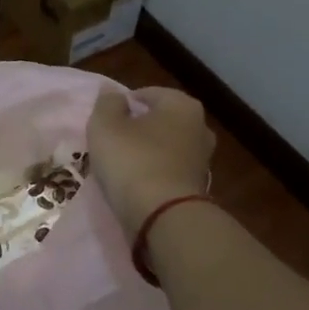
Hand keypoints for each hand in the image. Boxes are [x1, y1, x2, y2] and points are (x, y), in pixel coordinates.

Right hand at [86, 88, 214, 233]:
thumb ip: (107, 103)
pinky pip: (169, 170)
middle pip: (159, 120)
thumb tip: (113, 93)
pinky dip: (154, 172)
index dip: (123, 104)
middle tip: (112, 141)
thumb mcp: (106, 125)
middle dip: (138, 127)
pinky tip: (136, 182)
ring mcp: (203, 158)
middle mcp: (200, 126)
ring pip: (165, 146)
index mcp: (182, 104)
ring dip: (146, 151)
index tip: (106, 121)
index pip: (147, 94)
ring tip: (121, 164)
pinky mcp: (198, 186)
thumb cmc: (133, 161)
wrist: (164, 216)